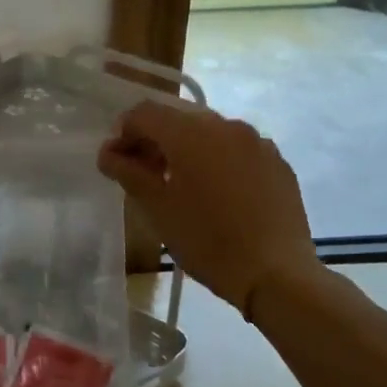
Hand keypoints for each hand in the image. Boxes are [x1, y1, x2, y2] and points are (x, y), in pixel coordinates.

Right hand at [98, 101, 318, 316]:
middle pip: (178, 120)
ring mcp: (257, 142)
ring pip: (210, 134)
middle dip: (156, 141)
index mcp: (191, 132)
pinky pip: (238, 150)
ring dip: (188, 150)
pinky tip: (219, 195)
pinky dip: (219, 161)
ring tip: (183, 186)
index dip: (124, 133)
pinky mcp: (278, 162)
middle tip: (145, 175)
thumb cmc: (207, 241)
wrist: (276, 274)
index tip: (118, 162)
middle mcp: (226, 125)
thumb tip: (108, 153)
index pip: (145, 113)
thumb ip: (127, 172)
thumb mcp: (157, 209)